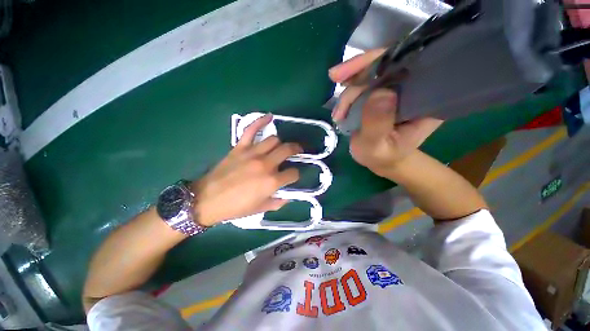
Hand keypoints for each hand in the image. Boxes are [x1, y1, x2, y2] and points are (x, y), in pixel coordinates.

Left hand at [192, 115, 300, 225]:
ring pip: (274, 140)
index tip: (293, 176)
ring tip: (282, 146)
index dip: (295, 175)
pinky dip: (260, 121)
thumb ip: (278, 202)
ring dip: (281, 143)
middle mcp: (266, 165)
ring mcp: (252, 153)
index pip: (293, 173)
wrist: (207, 200)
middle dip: (297, 150)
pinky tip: (269, 117)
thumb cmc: (236, 207)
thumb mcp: (261, 209)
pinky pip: (251, 129)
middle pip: (287, 150)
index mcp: (272, 182)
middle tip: (298, 151)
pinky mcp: (240, 147)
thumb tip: (288, 196)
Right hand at [329, 50, 442, 177]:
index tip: (353, 71)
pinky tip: (340, 110)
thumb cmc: (382, 156)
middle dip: (358, 70)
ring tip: (338, 115)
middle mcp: (415, 86)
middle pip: (387, 63)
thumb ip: (377, 124)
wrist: (380, 159)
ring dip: (349, 90)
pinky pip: (364, 82)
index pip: (410, 65)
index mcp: (427, 98)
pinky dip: (348, 94)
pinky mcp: (382, 91)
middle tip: (334, 77)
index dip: (382, 61)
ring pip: (371, 72)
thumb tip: (380, 93)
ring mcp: (396, 87)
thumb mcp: (377, 147)